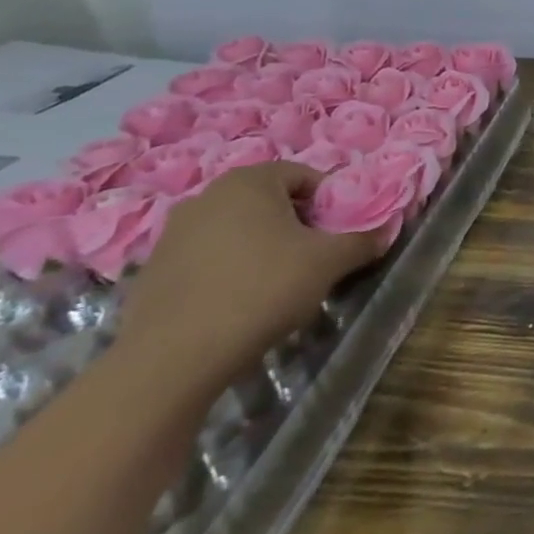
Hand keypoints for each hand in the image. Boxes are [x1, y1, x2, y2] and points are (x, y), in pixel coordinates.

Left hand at [116, 163, 382, 393]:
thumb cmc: (263, 288)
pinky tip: (239, 302)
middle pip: (268, 201)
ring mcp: (171, 235)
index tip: (337, 232)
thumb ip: (362, 240)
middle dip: (295, 223)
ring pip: (235, 230)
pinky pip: (205, 259)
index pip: (304, 175)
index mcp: (249, 181)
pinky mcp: (151, 272)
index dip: (328, 201)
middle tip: (313, 255)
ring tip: (277, 282)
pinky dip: (227, 270)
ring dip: (260, 246)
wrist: (173, 358)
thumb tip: (383, 232)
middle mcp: (206, 197)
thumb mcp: (331, 261)